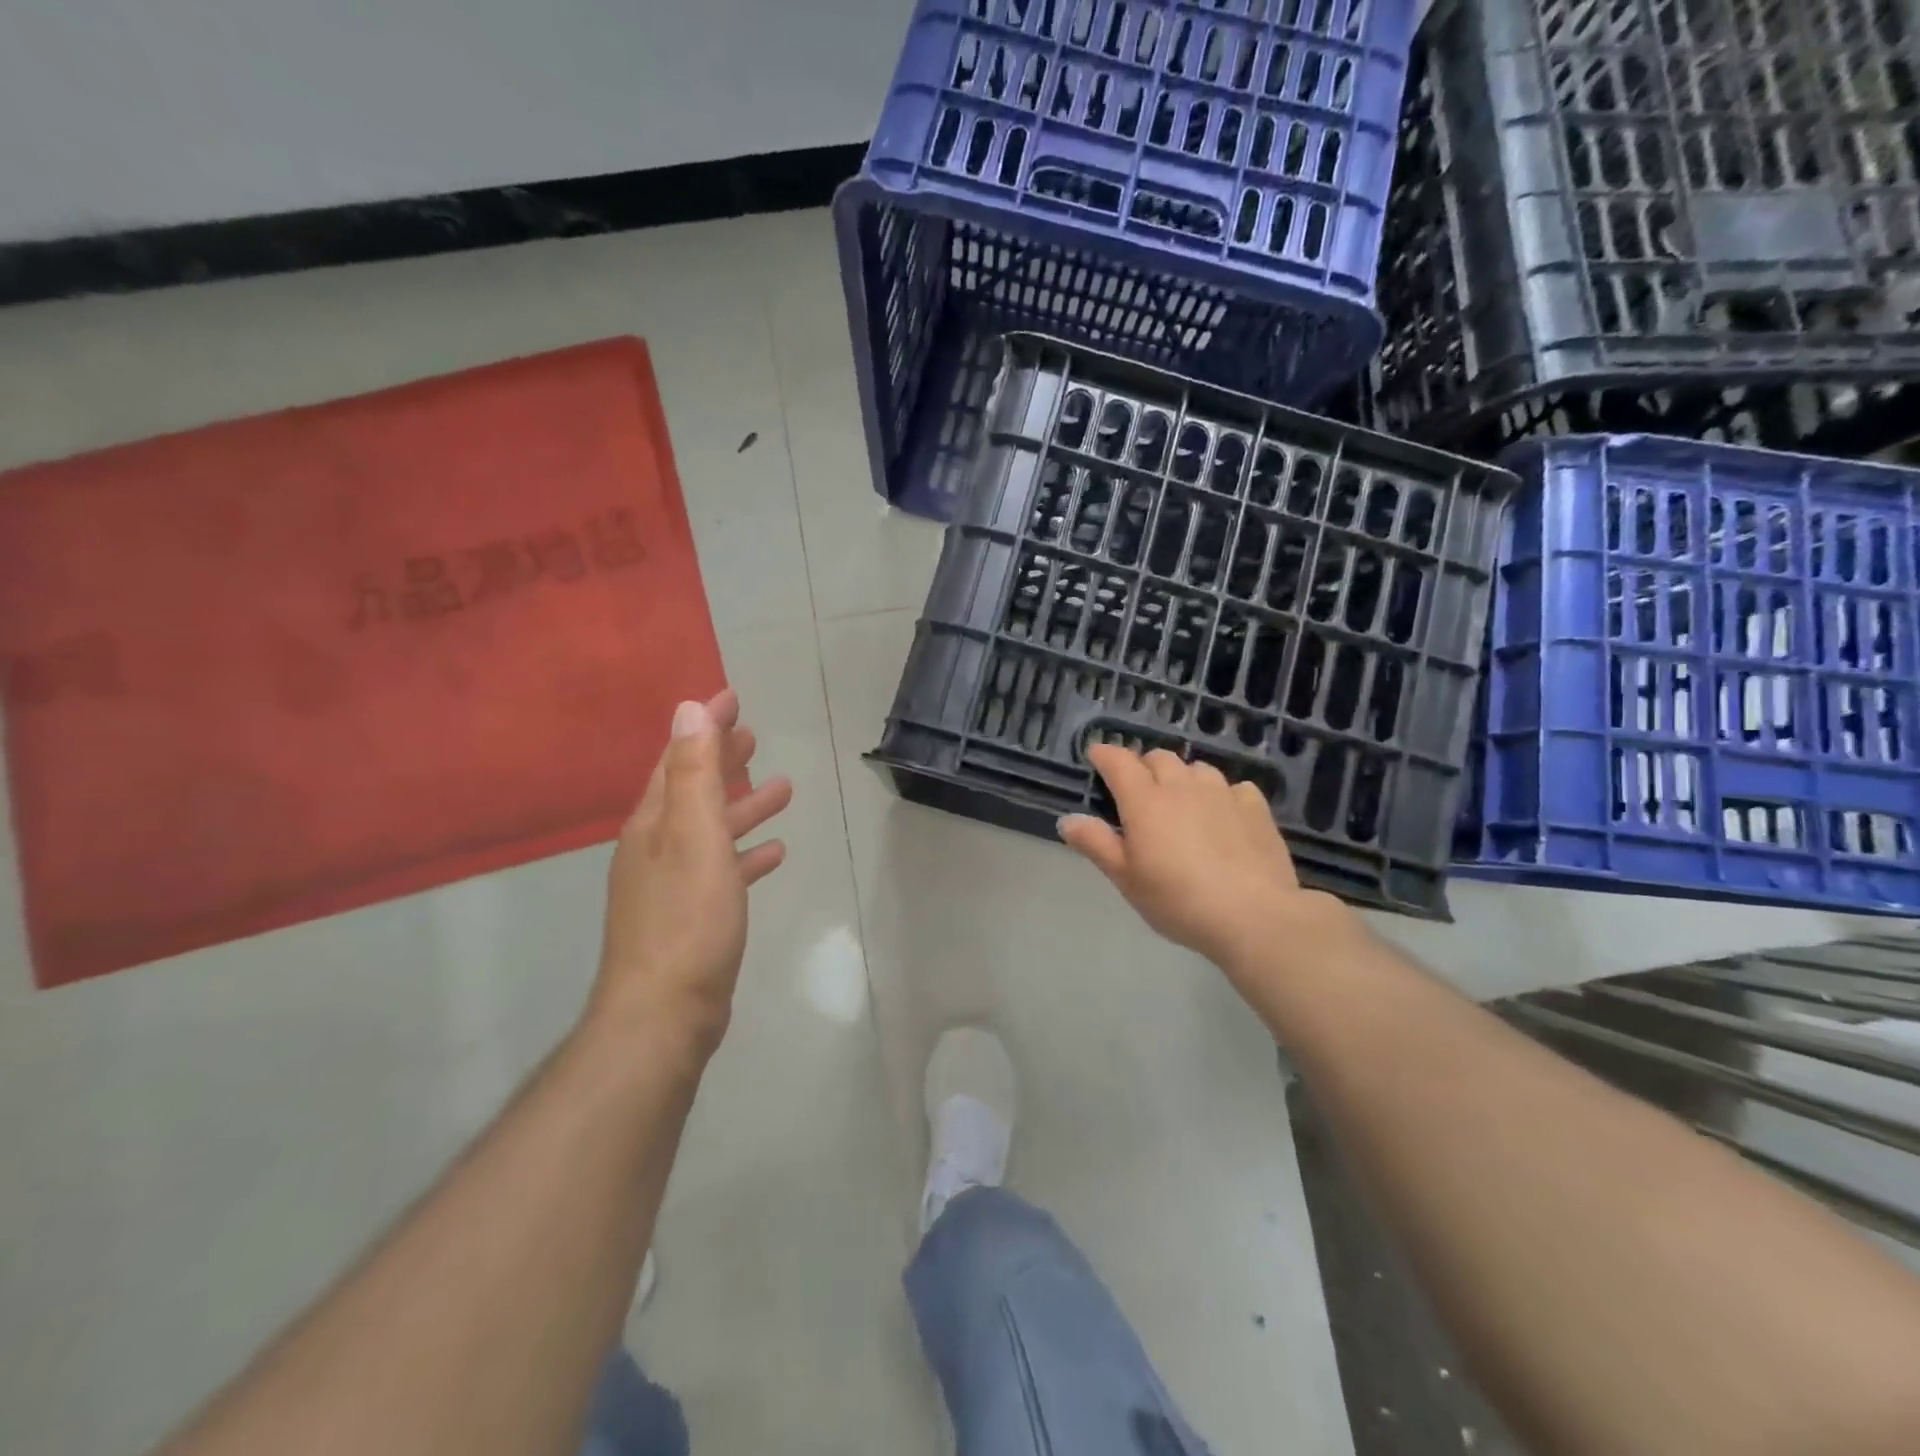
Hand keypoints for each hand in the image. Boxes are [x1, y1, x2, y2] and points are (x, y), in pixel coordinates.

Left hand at [589, 689, 792, 1054]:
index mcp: (654, 823)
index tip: (731, 695)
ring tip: (782, 788)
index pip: (679, 757)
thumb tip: (686, 710)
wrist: (664, 1013)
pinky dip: (746, 854)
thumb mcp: (694, 837)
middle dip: (722, 759)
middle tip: (753, 734)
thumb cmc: (687, 920)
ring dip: (742, 805)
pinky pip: (722, 869)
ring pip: (711, 829)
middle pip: (692, 789)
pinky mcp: (692, 916)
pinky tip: (774, 852)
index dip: (704, 725)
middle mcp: (656, 846)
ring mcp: (672, 883)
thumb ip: (694, 774)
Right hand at [1058, 746, 1354, 975]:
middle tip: (1138, 790)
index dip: (1105, 754)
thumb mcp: (1126, 878)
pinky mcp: (1255, 807)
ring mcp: (1222, 793)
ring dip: (1183, 777)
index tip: (1096, 755)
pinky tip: (1223, 815)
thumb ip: (1096, 844)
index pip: (1119, 762)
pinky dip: (1221, 794)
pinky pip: (1233, 787)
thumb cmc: (1178, 900)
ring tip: (1181, 801)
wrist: (1253, 915)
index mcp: (1145, 801)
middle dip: (1144, 766)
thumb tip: (1067, 819)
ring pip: (1197, 768)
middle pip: (1159, 758)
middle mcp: (1182, 786)